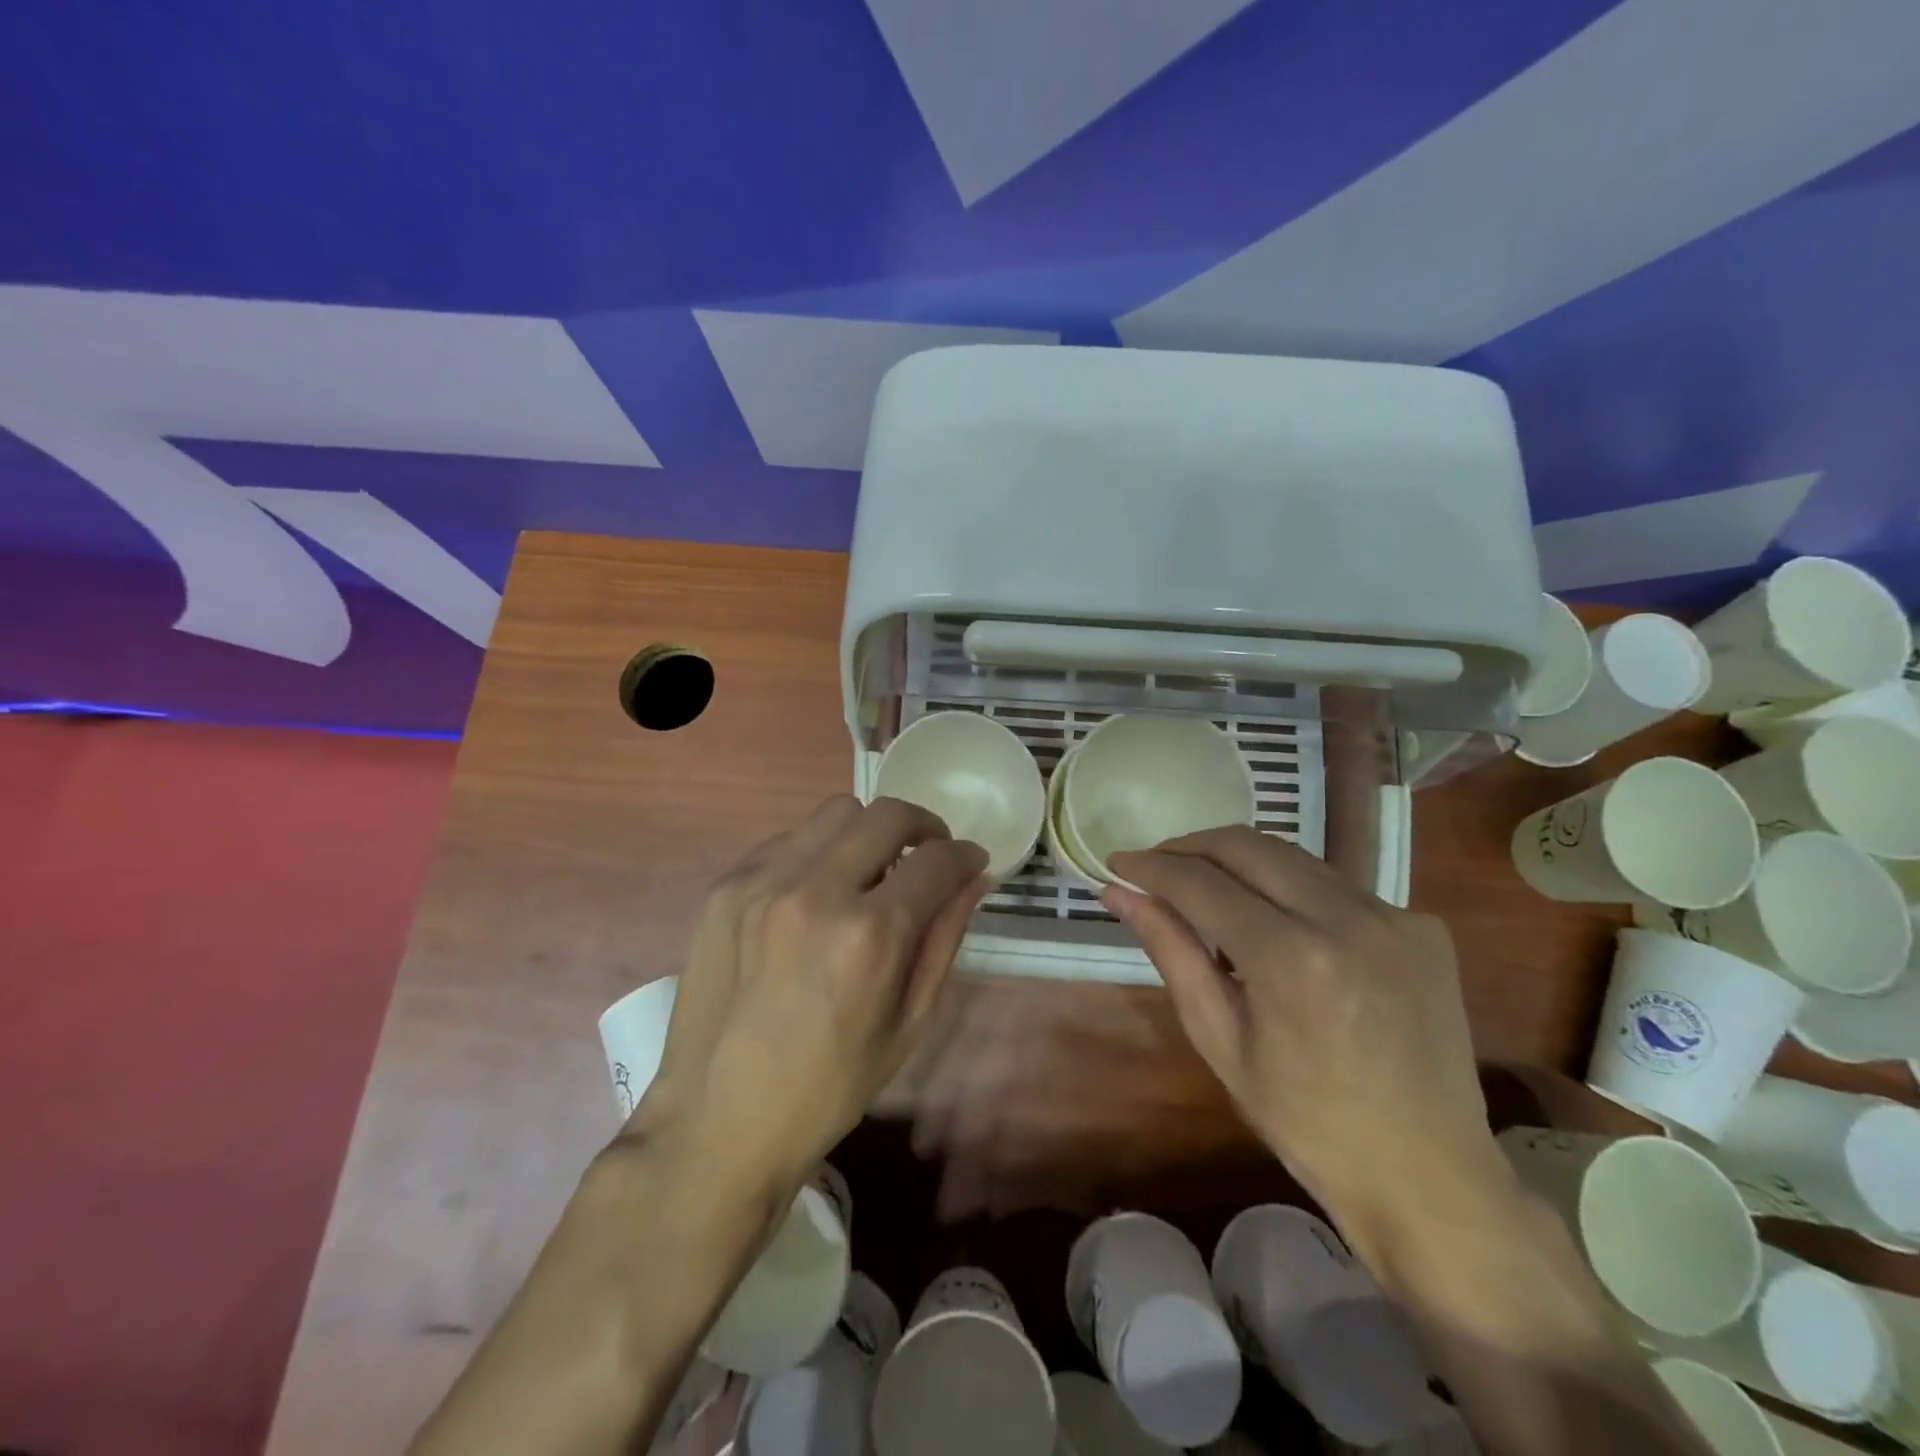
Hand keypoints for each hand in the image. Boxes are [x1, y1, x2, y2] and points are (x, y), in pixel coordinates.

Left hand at [633, 796, 989, 1198]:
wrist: (718, 1121)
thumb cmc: (829, 1087)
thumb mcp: (909, 1023)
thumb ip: (946, 938)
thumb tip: (975, 878)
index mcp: (870, 935)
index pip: (936, 860)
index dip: (965, 855)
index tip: (971, 863)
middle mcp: (816, 891)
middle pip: (887, 814)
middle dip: (923, 826)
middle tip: (928, 855)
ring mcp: (762, 882)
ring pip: (836, 812)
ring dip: (869, 832)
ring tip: (871, 870)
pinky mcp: (726, 887)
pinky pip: (788, 839)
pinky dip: (819, 851)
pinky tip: (817, 891)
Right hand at [1105, 827, 1502, 1225]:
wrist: (1430, 1178)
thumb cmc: (1308, 1123)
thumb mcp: (1220, 1042)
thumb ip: (1172, 952)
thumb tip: (1120, 894)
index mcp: (1291, 959)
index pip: (1202, 883)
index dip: (1152, 867)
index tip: (1118, 864)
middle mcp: (1347, 919)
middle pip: (1247, 846)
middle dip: (1191, 847)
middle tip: (1155, 868)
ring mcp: (1394, 917)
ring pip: (1292, 857)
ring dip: (1238, 862)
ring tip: (1204, 888)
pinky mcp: (1422, 926)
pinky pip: (1336, 886)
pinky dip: (1290, 890)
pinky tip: (1276, 923)